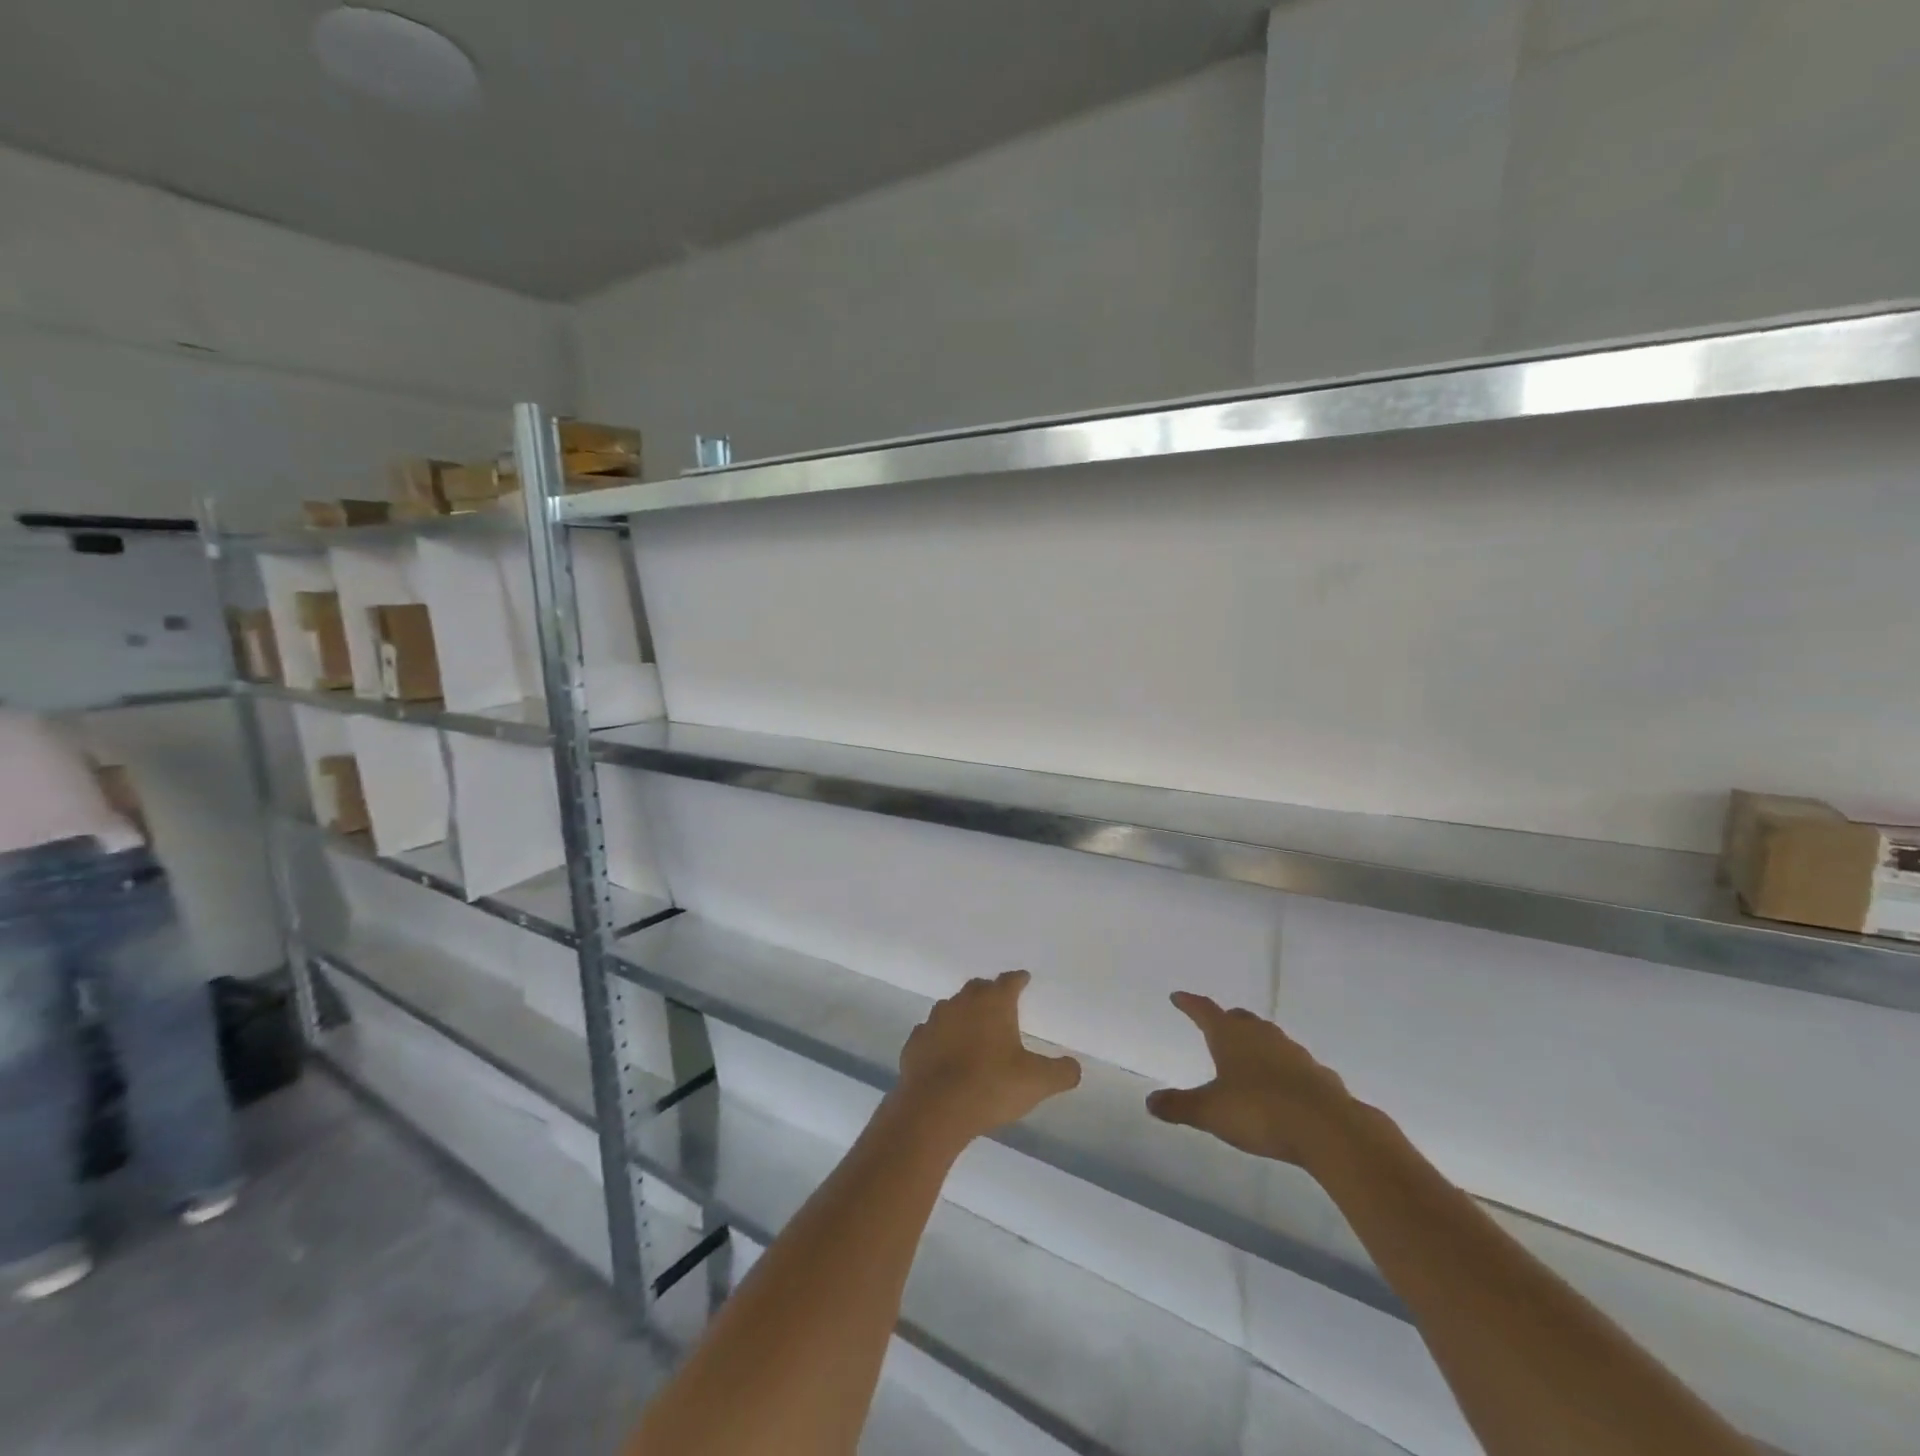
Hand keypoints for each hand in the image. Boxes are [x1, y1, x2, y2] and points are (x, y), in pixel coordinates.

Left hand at [895, 971, 1081, 1146]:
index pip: (1009, 981)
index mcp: (993, 1003)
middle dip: (989, 992)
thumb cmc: (990, 1086)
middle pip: (977, 988)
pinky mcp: (915, 1043)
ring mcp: (934, 1021)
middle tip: (999, 1002)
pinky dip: (940, 1038)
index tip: (1024, 979)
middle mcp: (962, 1003)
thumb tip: (1074, 1066)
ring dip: (963, 1014)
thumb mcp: (1037, 1082)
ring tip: (973, 1029)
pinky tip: (945, 1052)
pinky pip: (930, 1033)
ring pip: (951, 1008)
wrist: (933, 1109)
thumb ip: (1060, 1072)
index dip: (1018, 979)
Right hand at [1146, 992, 1359, 1167]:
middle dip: (1226, 1020)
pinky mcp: (1318, 1074)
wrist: (1328, 1129)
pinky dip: (1282, 1068)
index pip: (1204, 1011)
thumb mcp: (1211, 1112)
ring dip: (1255, 1043)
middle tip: (1216, 1026)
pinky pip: (1294, 1064)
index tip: (1178, 997)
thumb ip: (1180, 1106)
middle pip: (1239, 1019)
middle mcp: (1261, 1035)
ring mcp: (1293, 1052)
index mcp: (1230, 1036)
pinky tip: (1282, 1086)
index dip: (1189, 1004)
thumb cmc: (1259, 1111)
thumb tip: (1150, 1101)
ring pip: (1268, 1038)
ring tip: (1248, 1057)